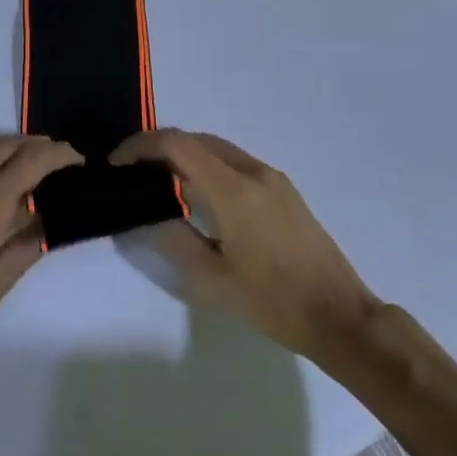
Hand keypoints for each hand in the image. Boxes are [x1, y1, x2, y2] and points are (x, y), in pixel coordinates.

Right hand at [111, 130, 382, 365]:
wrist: (340, 315)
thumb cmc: (272, 302)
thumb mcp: (212, 281)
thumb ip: (174, 239)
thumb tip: (149, 213)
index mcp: (233, 189)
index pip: (178, 145)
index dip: (141, 146)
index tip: (116, 163)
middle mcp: (253, 171)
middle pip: (196, 139)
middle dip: (159, 147)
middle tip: (131, 171)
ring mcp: (272, 178)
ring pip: (217, 148)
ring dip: (184, 155)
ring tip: (158, 181)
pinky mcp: (284, 190)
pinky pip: (235, 162)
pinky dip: (207, 166)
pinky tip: (197, 194)